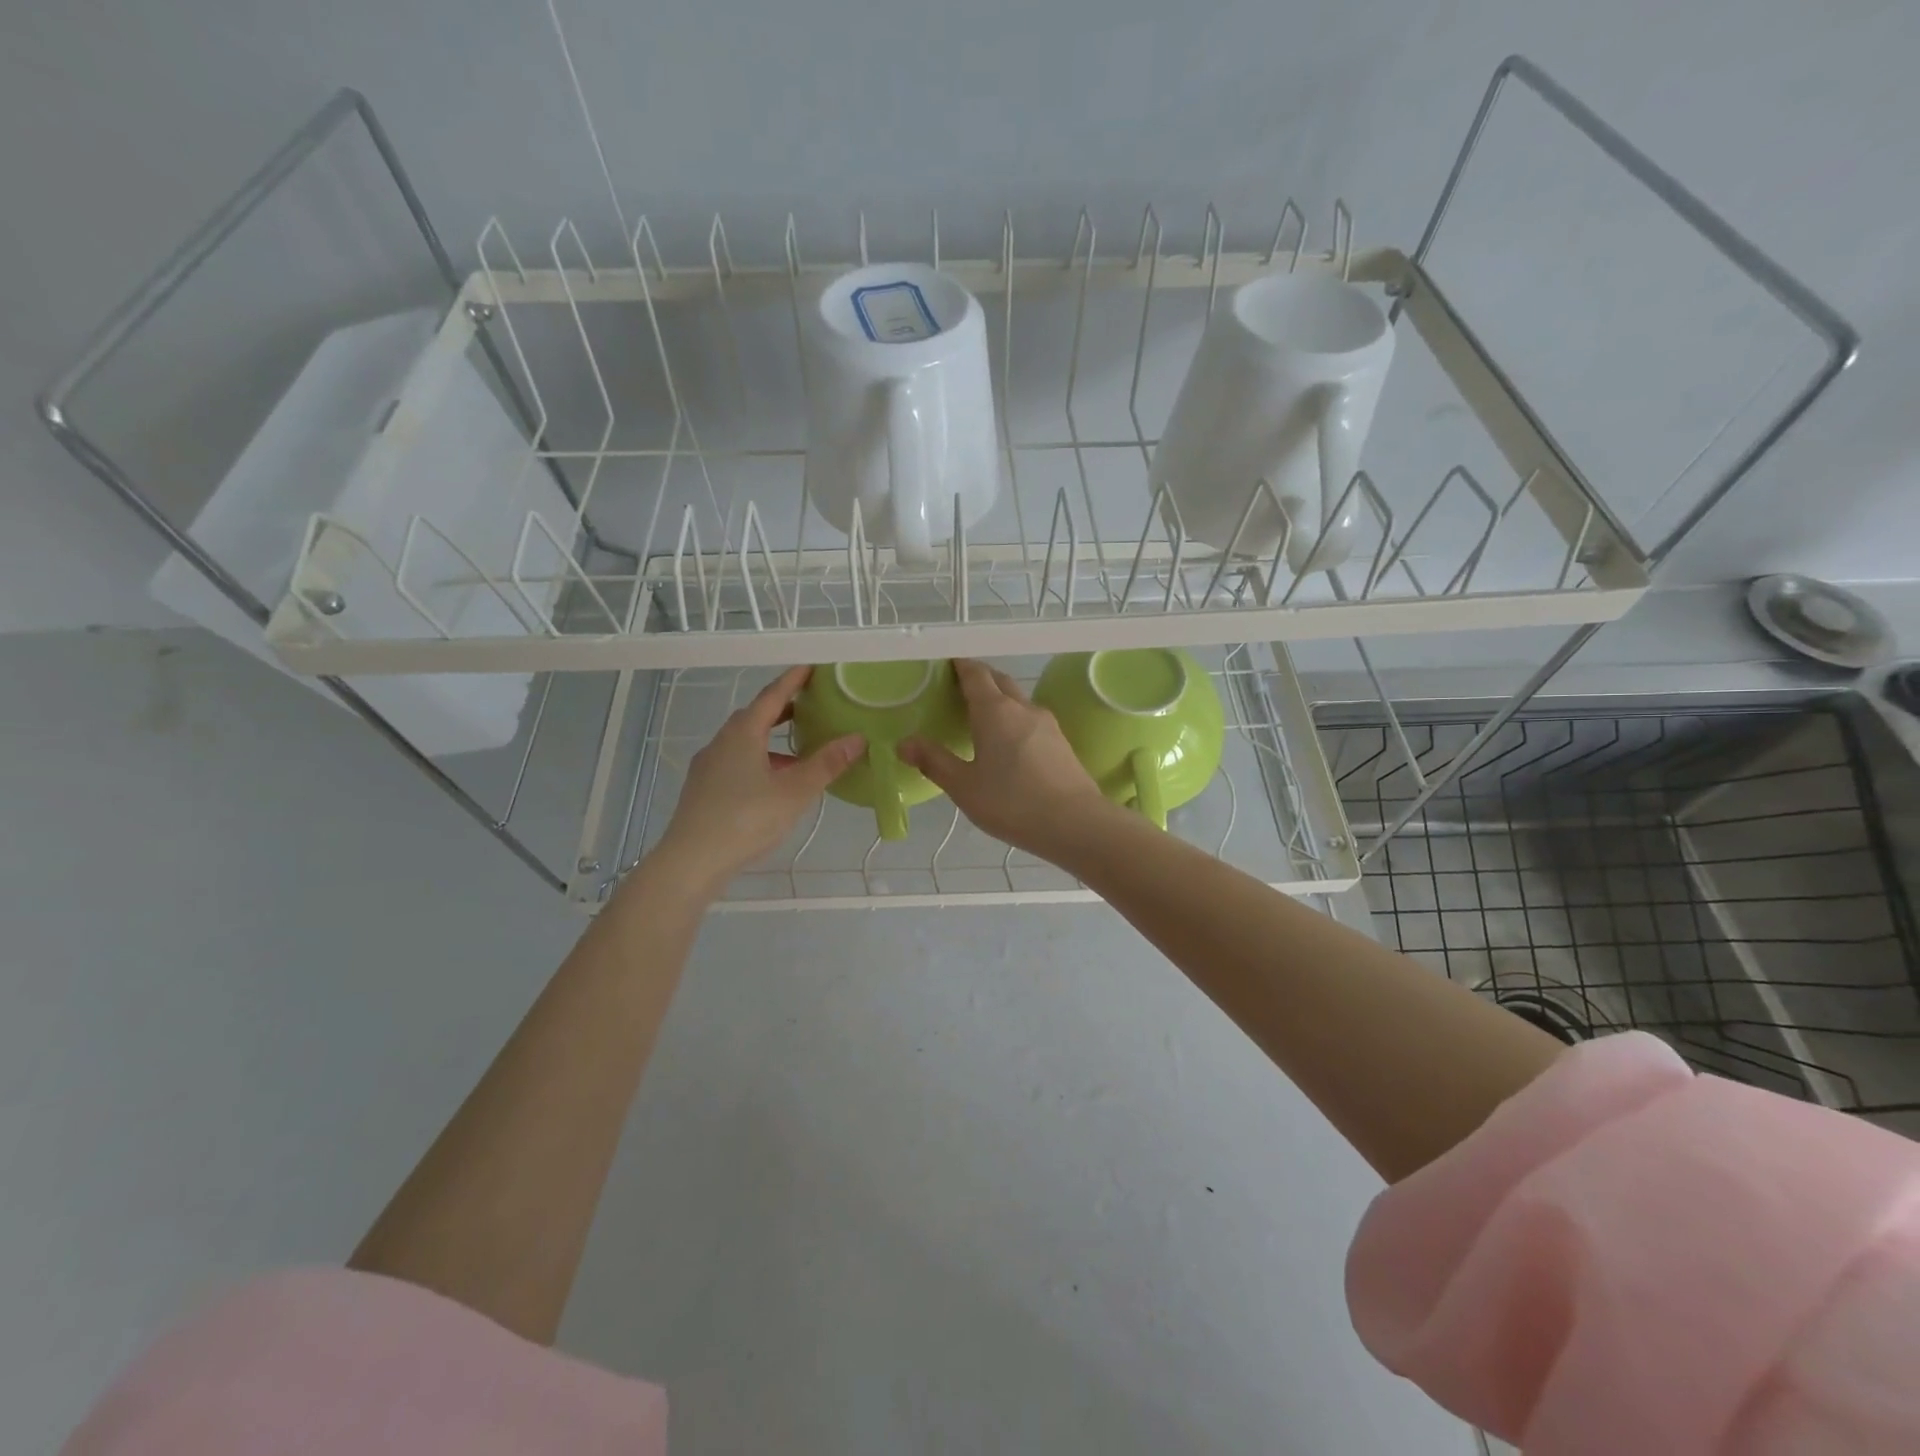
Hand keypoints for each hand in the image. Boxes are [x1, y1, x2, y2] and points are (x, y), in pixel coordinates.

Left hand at [651, 666, 862, 891]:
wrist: (691, 861)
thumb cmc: (746, 819)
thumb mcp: (794, 792)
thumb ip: (826, 764)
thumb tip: (858, 738)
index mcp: (742, 734)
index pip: (772, 696)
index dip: (793, 680)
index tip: (811, 666)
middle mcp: (722, 742)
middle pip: (755, 716)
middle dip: (783, 708)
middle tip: (810, 704)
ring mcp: (708, 766)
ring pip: (744, 741)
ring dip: (771, 738)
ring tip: (799, 749)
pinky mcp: (703, 788)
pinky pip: (736, 761)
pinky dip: (759, 759)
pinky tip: (774, 782)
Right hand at [899, 659, 1116, 862]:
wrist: (1076, 823)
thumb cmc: (1012, 802)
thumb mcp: (964, 786)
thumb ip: (933, 761)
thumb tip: (904, 743)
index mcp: (995, 710)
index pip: (975, 674)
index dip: (959, 666)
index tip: (944, 665)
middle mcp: (1022, 707)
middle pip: (999, 680)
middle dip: (979, 678)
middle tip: (957, 690)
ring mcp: (1046, 723)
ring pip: (1018, 699)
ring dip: (998, 698)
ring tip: (979, 716)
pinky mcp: (1061, 741)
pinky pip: (1030, 718)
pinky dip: (1013, 718)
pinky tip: (1007, 742)